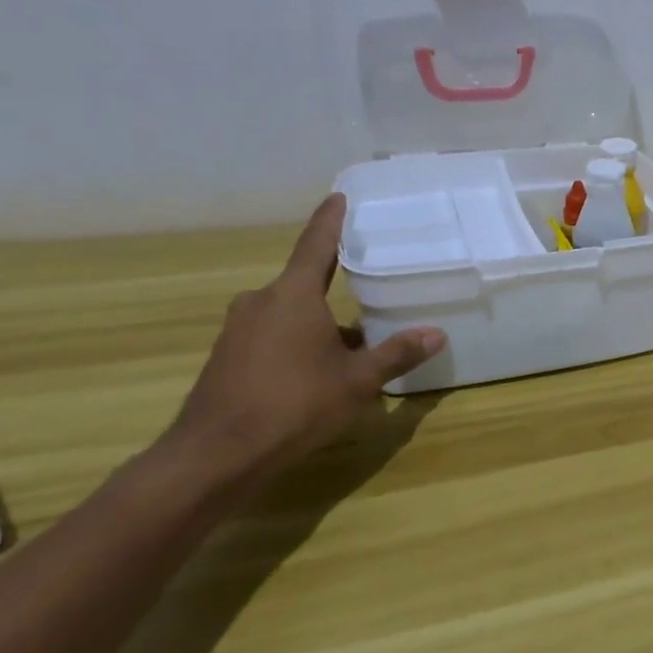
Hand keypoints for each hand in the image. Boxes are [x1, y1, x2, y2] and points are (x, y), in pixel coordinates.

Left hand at [165, 194, 445, 486]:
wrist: (216, 456)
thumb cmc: (295, 405)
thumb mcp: (357, 381)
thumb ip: (396, 354)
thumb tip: (436, 333)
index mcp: (293, 295)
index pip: (317, 244)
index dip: (330, 220)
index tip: (338, 197)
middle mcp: (260, 302)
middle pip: (305, 285)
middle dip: (335, 291)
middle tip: (367, 293)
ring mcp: (238, 331)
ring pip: (289, 315)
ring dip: (318, 325)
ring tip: (351, 347)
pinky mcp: (226, 359)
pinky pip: (271, 338)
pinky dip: (296, 345)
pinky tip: (315, 375)